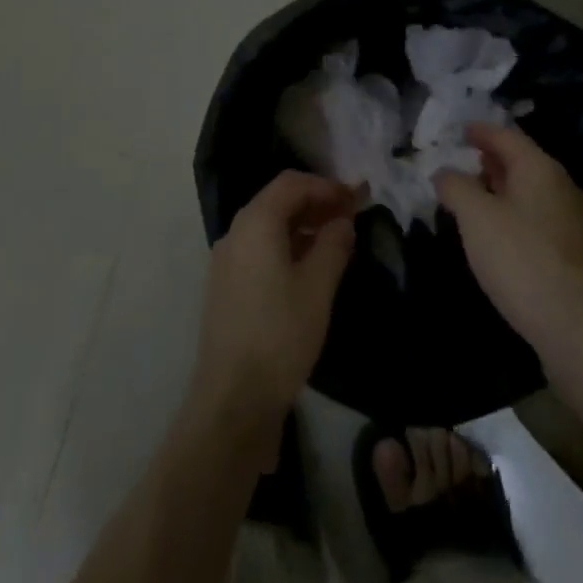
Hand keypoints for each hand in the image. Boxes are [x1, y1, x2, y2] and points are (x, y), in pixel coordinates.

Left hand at [188, 171, 356, 466]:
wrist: (233, 398)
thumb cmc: (280, 334)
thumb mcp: (318, 287)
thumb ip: (333, 245)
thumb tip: (343, 221)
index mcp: (256, 222)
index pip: (292, 183)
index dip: (326, 186)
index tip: (356, 199)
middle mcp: (236, 232)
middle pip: (278, 201)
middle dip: (315, 203)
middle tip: (350, 217)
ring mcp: (227, 260)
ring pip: (268, 226)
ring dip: (302, 226)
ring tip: (336, 242)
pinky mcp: (226, 286)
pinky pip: (259, 249)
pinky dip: (286, 247)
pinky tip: (309, 269)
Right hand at [435, 123, 582, 358]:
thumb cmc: (523, 260)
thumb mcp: (476, 218)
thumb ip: (456, 188)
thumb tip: (445, 173)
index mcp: (540, 169)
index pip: (507, 137)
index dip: (481, 131)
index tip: (461, 130)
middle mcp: (564, 189)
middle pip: (524, 164)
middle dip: (493, 161)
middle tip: (465, 163)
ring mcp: (576, 225)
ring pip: (533, 195)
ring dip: (504, 192)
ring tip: (476, 200)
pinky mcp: (579, 258)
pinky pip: (541, 223)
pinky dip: (517, 219)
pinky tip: (501, 239)